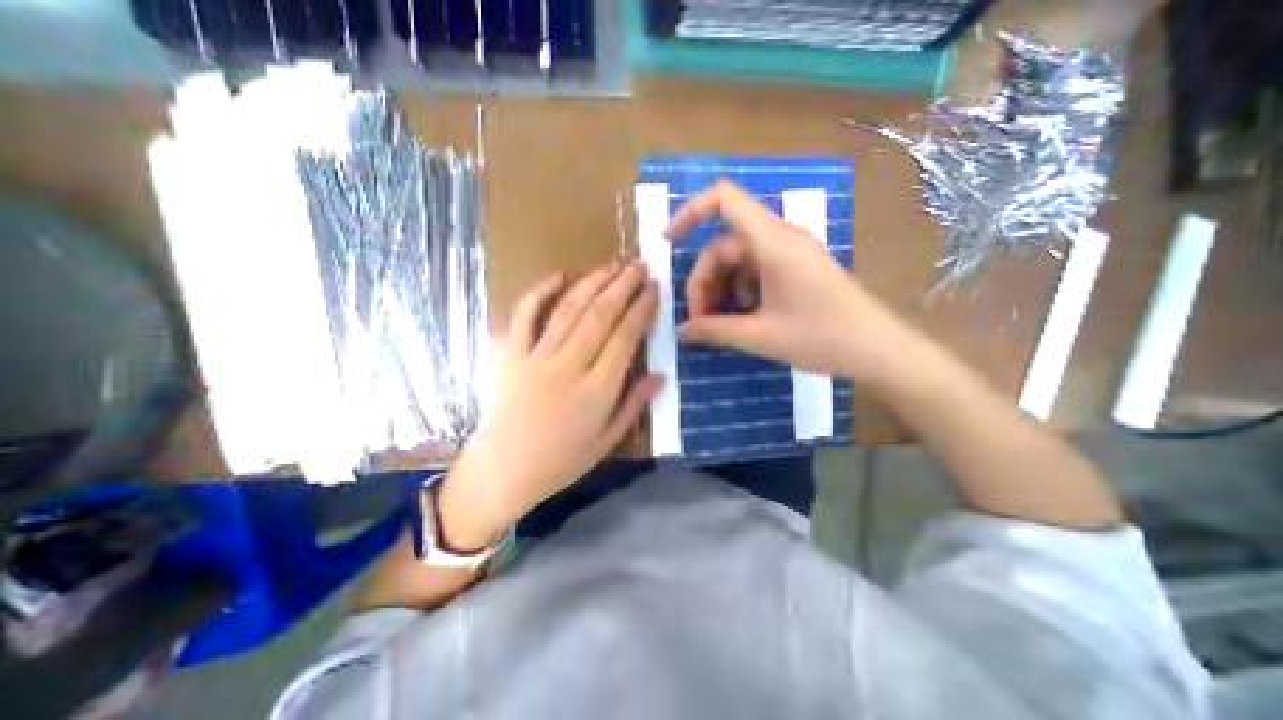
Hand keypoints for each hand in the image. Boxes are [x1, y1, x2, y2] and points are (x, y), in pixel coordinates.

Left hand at [439, 261, 661, 548]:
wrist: (504, 470)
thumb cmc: (561, 461)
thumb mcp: (607, 441)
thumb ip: (634, 404)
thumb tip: (660, 375)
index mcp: (596, 391)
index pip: (625, 338)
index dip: (641, 309)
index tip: (654, 289)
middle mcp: (568, 367)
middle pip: (600, 316)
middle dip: (623, 286)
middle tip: (640, 265)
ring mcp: (536, 358)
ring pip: (569, 310)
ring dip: (593, 282)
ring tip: (613, 265)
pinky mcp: (512, 355)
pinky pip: (524, 316)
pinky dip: (540, 292)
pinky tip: (559, 275)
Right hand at [674, 178, 899, 376]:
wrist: (877, 349)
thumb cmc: (821, 338)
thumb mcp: (759, 336)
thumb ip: (714, 330)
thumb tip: (681, 331)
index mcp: (772, 242)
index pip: (724, 199)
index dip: (690, 212)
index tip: (669, 242)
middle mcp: (780, 238)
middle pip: (723, 245)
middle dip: (705, 280)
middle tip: (700, 319)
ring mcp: (789, 252)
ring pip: (738, 260)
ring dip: (722, 289)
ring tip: (722, 323)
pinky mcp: (796, 267)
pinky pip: (756, 270)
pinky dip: (741, 291)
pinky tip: (745, 318)